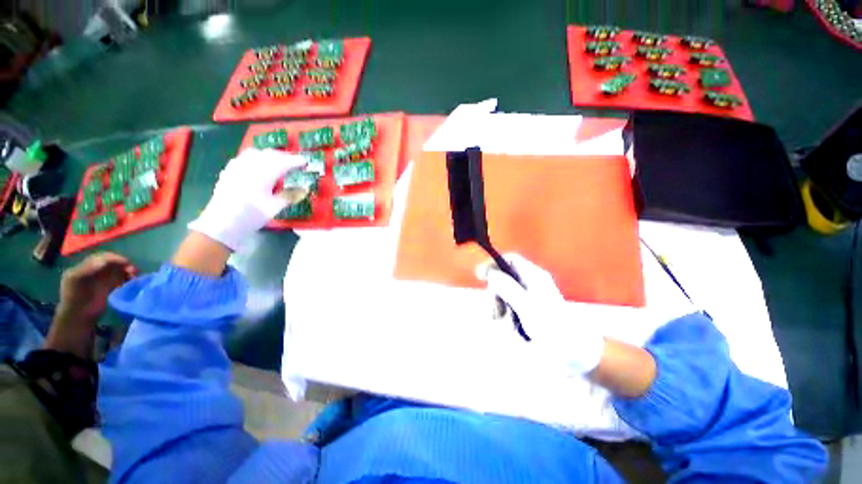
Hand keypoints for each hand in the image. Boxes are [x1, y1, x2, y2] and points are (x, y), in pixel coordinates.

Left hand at [46, 252, 137, 357]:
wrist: (79, 317)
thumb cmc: (76, 297)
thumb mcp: (78, 279)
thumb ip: (89, 268)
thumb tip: (106, 260)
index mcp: (84, 267)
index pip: (101, 257)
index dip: (114, 258)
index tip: (126, 262)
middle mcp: (94, 272)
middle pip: (111, 263)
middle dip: (123, 264)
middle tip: (134, 270)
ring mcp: (103, 280)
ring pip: (118, 271)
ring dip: (128, 271)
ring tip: (134, 276)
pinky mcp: (111, 288)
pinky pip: (121, 279)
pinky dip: (128, 278)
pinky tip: (132, 281)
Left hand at [188, 148, 306, 250]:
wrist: (221, 224)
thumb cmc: (251, 216)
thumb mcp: (274, 208)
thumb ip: (289, 196)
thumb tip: (304, 189)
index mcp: (263, 174)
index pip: (283, 162)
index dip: (296, 161)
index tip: (306, 162)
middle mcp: (249, 166)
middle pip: (270, 154)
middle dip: (284, 157)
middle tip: (295, 163)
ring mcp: (237, 167)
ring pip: (256, 153)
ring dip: (269, 155)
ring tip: (278, 162)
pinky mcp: (229, 171)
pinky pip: (244, 158)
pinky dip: (256, 158)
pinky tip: (258, 166)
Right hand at [479, 253, 605, 374]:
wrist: (575, 354)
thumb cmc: (554, 329)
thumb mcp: (528, 308)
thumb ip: (509, 289)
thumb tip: (492, 274)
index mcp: (534, 277)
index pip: (511, 260)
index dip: (494, 264)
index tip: (480, 276)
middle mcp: (530, 284)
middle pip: (503, 279)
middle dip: (495, 294)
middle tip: (496, 312)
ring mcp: (528, 299)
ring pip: (503, 296)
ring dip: (499, 309)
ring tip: (506, 325)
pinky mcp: (526, 312)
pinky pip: (508, 309)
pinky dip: (505, 318)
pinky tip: (511, 330)